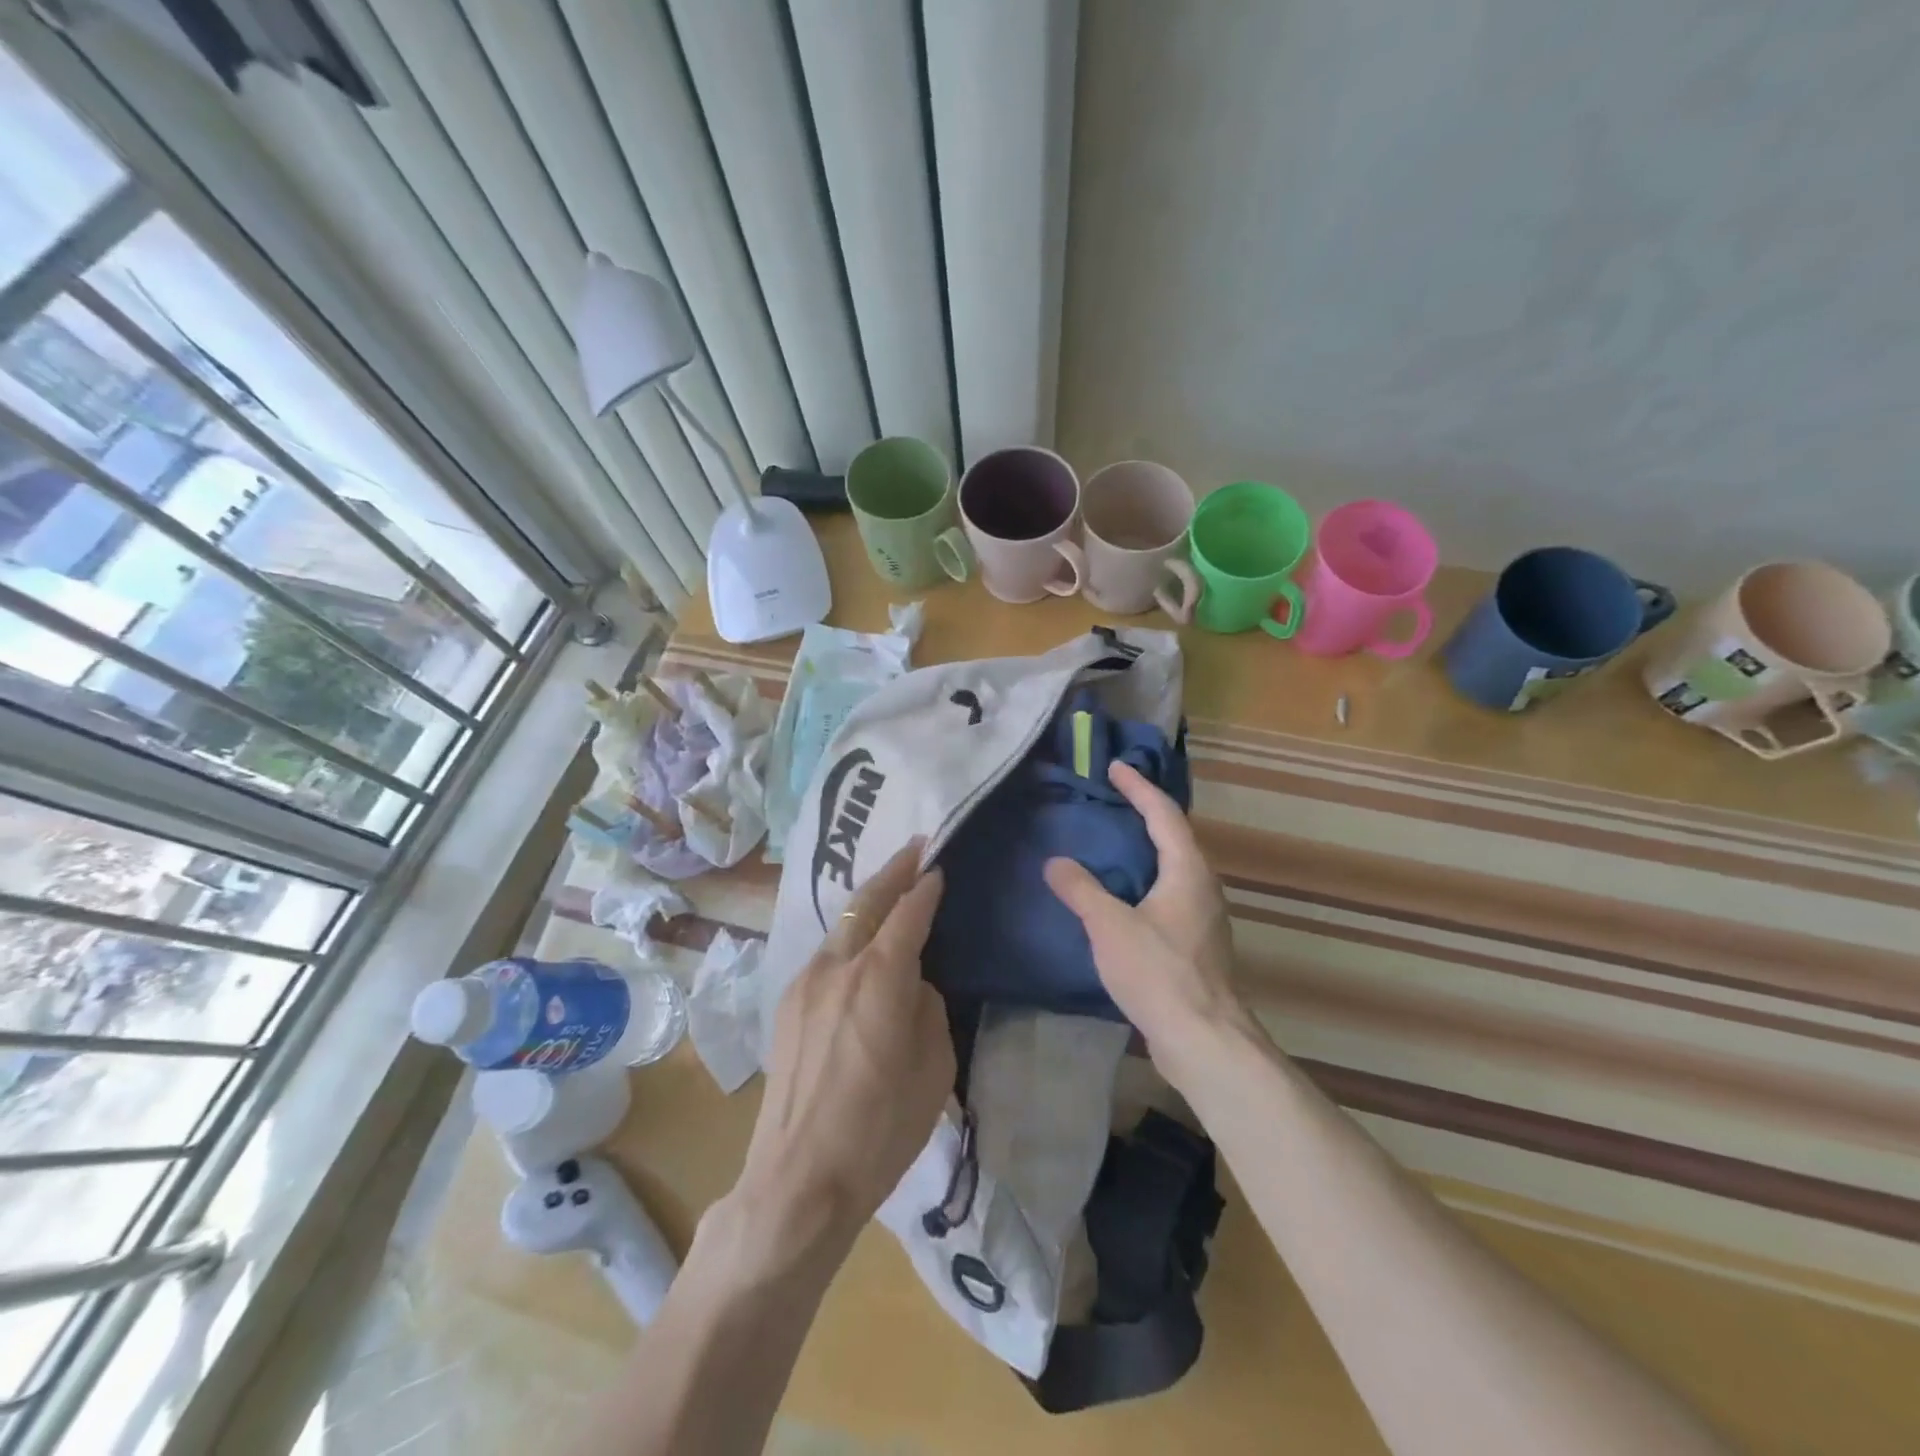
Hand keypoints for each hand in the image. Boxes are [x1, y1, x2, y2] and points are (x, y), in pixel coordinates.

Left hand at [729, 841, 952, 1264]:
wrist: (798, 1178)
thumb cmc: (880, 1130)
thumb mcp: (933, 1069)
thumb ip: (927, 1008)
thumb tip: (914, 985)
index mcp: (879, 977)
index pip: (908, 913)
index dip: (925, 887)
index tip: (938, 866)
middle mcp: (837, 965)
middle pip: (867, 901)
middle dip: (893, 871)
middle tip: (915, 847)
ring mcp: (805, 982)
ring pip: (842, 924)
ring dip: (868, 901)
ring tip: (890, 888)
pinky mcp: (788, 1003)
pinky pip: (826, 953)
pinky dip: (849, 934)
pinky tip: (860, 943)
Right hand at [1044, 761, 1249, 1080]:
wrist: (1204, 1040)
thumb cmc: (1159, 973)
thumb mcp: (1110, 926)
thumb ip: (1081, 889)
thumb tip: (1056, 862)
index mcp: (1187, 870)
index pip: (1163, 813)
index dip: (1138, 787)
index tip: (1115, 768)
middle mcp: (1203, 886)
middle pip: (1174, 837)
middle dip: (1144, 814)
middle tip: (1111, 800)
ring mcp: (1204, 917)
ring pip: (1174, 868)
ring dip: (1146, 849)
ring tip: (1112, 843)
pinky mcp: (1198, 944)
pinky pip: (1170, 894)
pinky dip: (1146, 880)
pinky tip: (1123, 896)